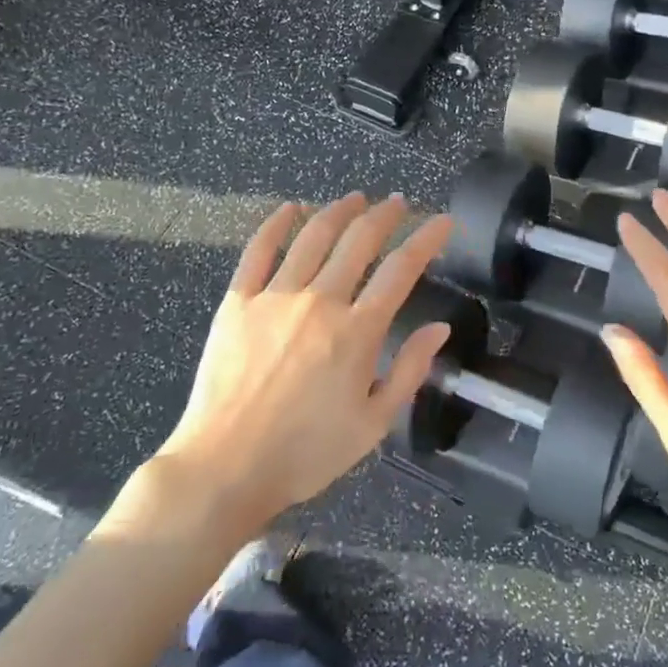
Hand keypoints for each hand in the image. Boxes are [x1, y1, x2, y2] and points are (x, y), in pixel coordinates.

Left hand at [125, 194, 453, 537]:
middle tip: (397, 202)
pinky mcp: (237, 302)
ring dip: (338, 210)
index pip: (402, 269)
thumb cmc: (306, 453)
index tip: (442, 221)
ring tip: (354, 198)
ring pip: (313, 236)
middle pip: (359, 240)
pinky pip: (258, 251)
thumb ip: (410, 371)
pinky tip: (290, 208)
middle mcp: (320, 301)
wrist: (225, 469)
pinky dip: (276, 224)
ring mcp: (275, 296)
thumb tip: (439, 328)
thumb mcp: (373, 423)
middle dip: (384, 215)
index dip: (427, 238)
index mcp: (358, 331)